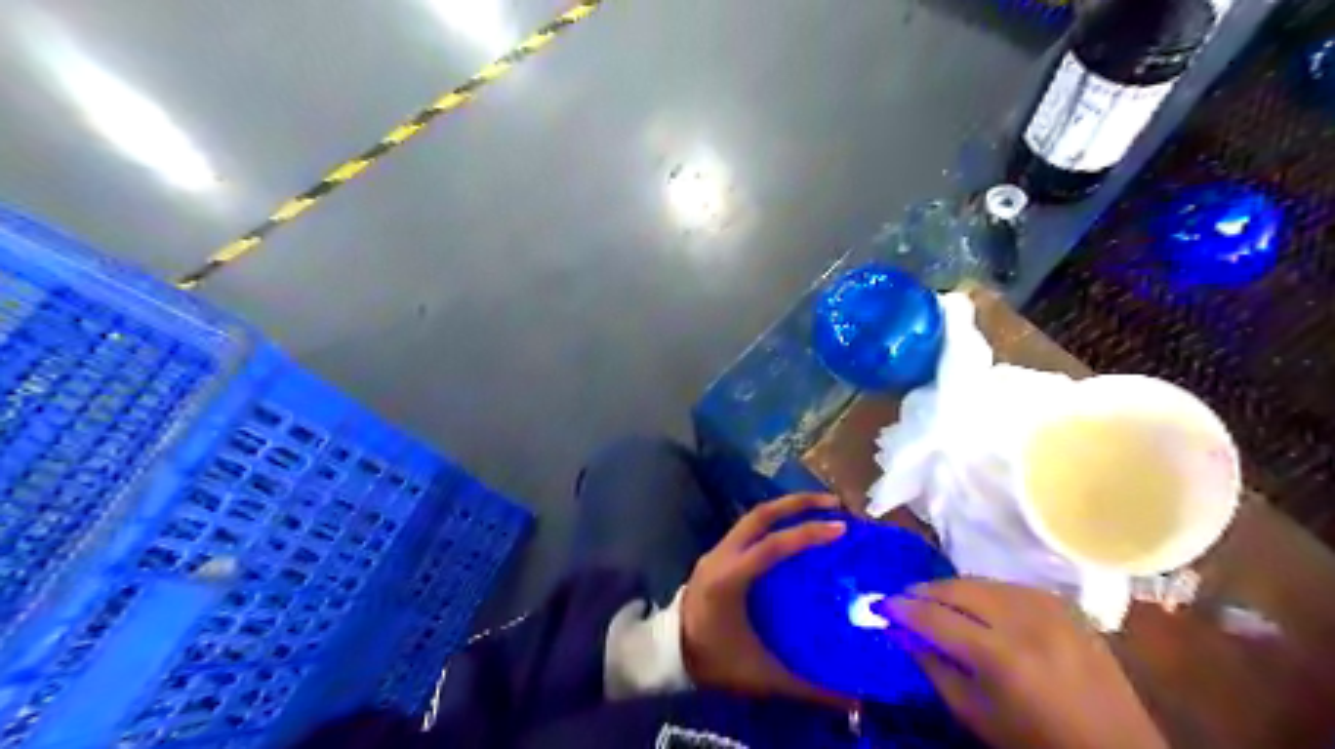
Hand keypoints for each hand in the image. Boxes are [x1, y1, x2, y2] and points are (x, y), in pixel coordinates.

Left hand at [681, 496, 847, 703]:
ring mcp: (716, 552)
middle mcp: (721, 556)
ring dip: (785, 509)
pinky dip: (773, 523)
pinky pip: (747, 529)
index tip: (841, 528)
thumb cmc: (713, 660)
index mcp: (729, 579)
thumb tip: (856, 703)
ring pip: (752, 518)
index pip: (772, 546)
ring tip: (819, 510)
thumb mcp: (760, 675)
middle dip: (797, 503)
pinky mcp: (716, 556)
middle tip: (834, 503)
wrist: (669, 655)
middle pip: (760, 515)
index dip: (807, 534)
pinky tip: (792, 532)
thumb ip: (807, 688)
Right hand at [884, 580, 1171, 748]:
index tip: (878, 604)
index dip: (900, 608)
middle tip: (902, 599)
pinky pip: (1010, 585)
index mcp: (1001, 657)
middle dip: (923, 591)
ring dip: (952, 589)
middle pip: (957, 589)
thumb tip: (896, 630)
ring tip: (936, 602)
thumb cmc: (1037, 743)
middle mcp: (1025, 622)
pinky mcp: (1066, 605)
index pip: (934, 617)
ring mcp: (1050, 609)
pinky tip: (978, 605)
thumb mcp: (975, 714)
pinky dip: (985, 591)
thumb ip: (932, 666)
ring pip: (982, 581)